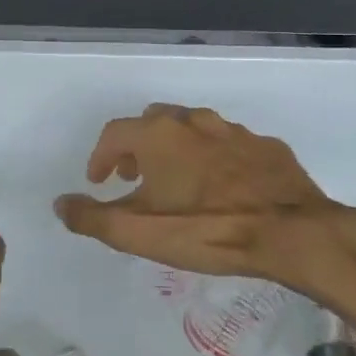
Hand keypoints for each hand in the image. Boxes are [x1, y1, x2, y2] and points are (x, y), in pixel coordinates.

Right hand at [54, 104, 352, 289]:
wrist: (294, 232)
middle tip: (134, 177)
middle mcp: (192, 122)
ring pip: (193, 129)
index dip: (100, 157)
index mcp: (158, 135)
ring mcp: (233, 131)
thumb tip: (60, 204)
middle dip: (137, 147)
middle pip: (153, 122)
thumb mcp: (138, 234)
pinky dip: (215, 158)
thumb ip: (92, 218)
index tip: (99, 181)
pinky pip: (229, 145)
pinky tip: (223, 186)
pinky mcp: (267, 147)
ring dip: (176, 149)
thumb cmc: (206, 229)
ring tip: (177, 182)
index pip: (114, 134)